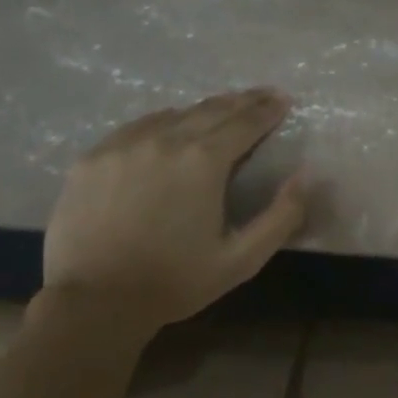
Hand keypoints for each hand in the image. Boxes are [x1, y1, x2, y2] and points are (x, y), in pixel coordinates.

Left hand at [42, 89, 306, 323]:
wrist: (93, 302)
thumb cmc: (175, 282)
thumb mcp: (242, 259)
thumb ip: (281, 216)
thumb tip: (305, 175)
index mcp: (203, 161)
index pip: (245, 122)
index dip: (268, 109)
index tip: (284, 99)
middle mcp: (165, 139)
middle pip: (212, 109)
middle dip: (242, 101)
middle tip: (262, 95)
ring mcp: (123, 144)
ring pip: (173, 115)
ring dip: (203, 111)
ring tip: (220, 111)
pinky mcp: (93, 157)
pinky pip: (137, 127)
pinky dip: (163, 123)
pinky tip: (168, 130)